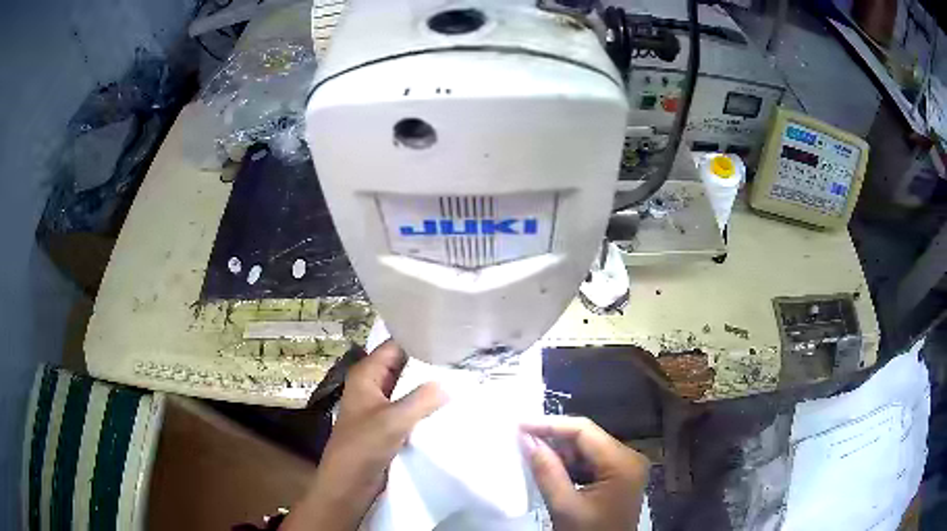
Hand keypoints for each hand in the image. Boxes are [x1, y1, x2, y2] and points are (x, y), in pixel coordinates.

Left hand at [283, 340, 447, 530]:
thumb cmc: (363, 445)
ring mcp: (380, 405)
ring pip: (407, 387)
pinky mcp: (388, 424)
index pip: (394, 346)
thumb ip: (422, 399)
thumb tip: (450, 382)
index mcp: (365, 375)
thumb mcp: (393, 419)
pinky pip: (410, 407)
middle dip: (427, 362)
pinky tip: (449, 403)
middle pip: (402, 365)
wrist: (349, 483)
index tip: (448, 335)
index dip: (418, 339)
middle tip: (462, 356)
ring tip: (461, 375)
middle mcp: (372, 385)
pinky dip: (426, 404)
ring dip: (428, 384)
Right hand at [522, 416, 649, 530]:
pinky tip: (549, 466)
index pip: (585, 431)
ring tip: (530, 449)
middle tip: (521, 436)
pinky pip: (591, 461)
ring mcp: (626, 467)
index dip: (550, 424)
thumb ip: (547, 471)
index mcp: (623, 463)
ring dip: (560, 451)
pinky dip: (569, 463)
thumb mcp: (565, 506)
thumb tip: (527, 439)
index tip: (520, 424)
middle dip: (554, 437)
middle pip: (588, 437)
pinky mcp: (619, 476)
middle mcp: (630, 457)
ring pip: (588, 448)